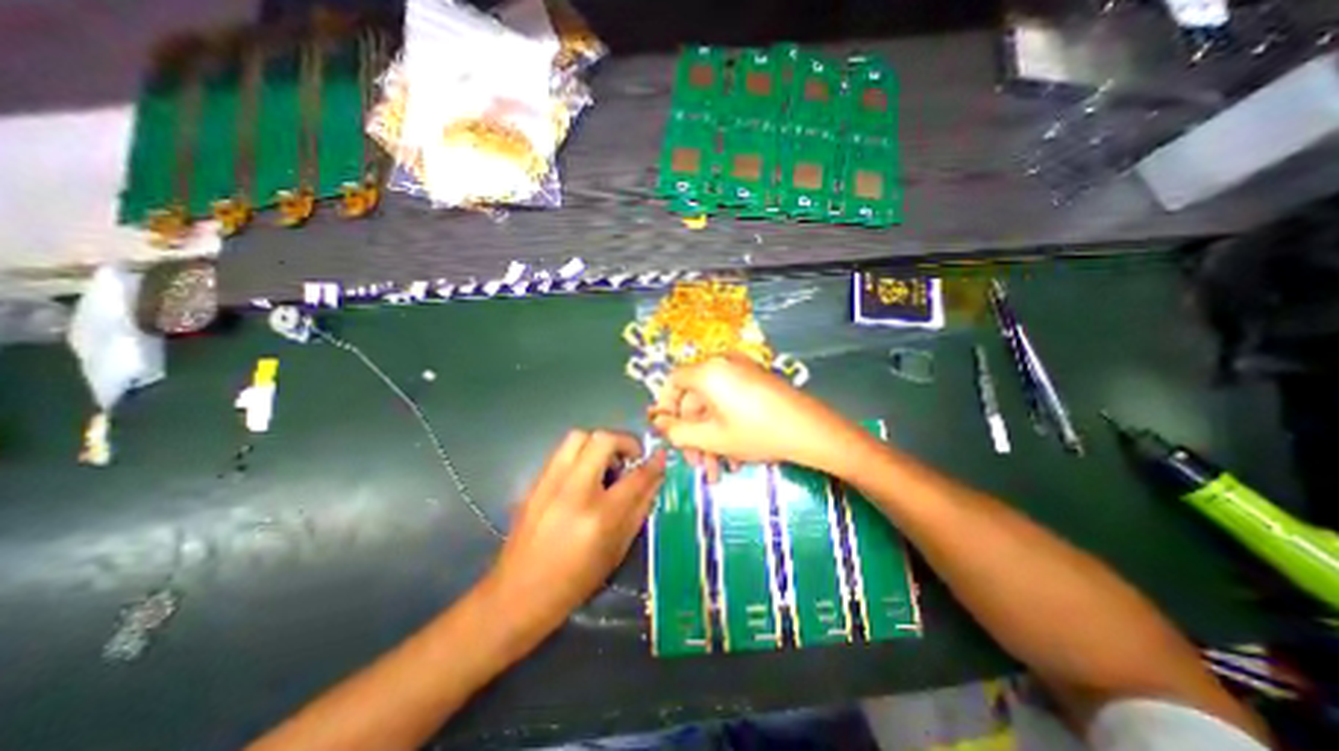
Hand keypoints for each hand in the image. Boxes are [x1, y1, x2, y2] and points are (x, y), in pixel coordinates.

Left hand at [486, 432, 662, 636]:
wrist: (516, 596)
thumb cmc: (574, 582)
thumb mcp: (616, 551)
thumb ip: (639, 510)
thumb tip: (655, 479)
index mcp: (599, 516)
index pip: (635, 477)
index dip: (653, 463)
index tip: (661, 456)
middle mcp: (573, 491)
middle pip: (602, 440)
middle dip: (624, 442)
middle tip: (630, 459)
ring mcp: (549, 484)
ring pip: (578, 437)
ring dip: (599, 444)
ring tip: (606, 464)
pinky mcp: (534, 483)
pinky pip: (561, 452)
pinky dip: (580, 454)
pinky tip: (584, 476)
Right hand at [649, 355, 855, 478]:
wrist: (811, 431)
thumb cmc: (756, 433)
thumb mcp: (711, 438)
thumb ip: (676, 431)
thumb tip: (657, 423)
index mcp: (708, 372)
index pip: (672, 382)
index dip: (665, 408)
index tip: (667, 433)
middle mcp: (723, 365)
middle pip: (695, 399)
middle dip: (693, 435)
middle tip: (697, 464)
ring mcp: (742, 372)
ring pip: (714, 405)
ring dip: (711, 438)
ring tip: (717, 470)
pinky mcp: (756, 382)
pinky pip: (731, 402)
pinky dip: (727, 426)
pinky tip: (734, 457)